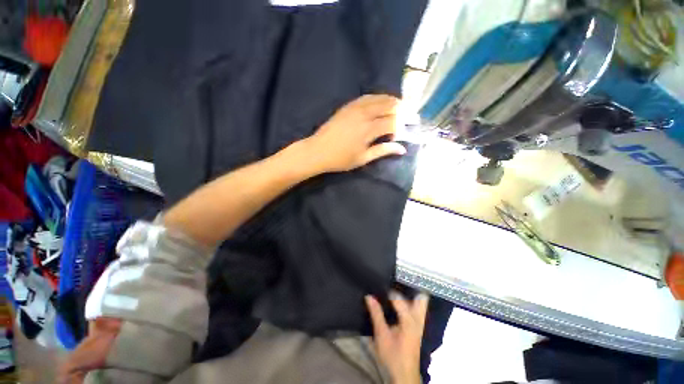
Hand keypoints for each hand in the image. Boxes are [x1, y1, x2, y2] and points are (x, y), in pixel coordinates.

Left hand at [303, 94, 406, 172]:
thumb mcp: (363, 158)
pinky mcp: (348, 106)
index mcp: (368, 130)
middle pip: (388, 105)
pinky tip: (381, 101)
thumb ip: (383, 151)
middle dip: (402, 109)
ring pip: (378, 98)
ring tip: (400, 106)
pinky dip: (378, 97)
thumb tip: (402, 149)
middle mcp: (364, 114)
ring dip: (391, 100)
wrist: (318, 151)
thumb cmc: (340, 159)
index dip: (402, 125)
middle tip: (410, 113)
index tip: (407, 130)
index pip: (392, 122)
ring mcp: (355, 108)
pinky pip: (367, 97)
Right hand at [366, 292, 428, 383]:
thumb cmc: (392, 355)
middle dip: (410, 286)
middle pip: (421, 297)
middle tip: (397, 278)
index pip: (400, 299)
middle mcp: (418, 319)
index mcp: (409, 322)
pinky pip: (417, 307)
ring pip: (421, 302)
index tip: (381, 284)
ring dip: (411, 293)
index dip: (390, 291)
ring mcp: (420, 322)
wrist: (404, 374)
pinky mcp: (418, 325)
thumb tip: (369, 296)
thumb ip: (376, 314)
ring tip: (398, 284)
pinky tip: (400, 298)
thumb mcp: (381, 335)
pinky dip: (410, 300)